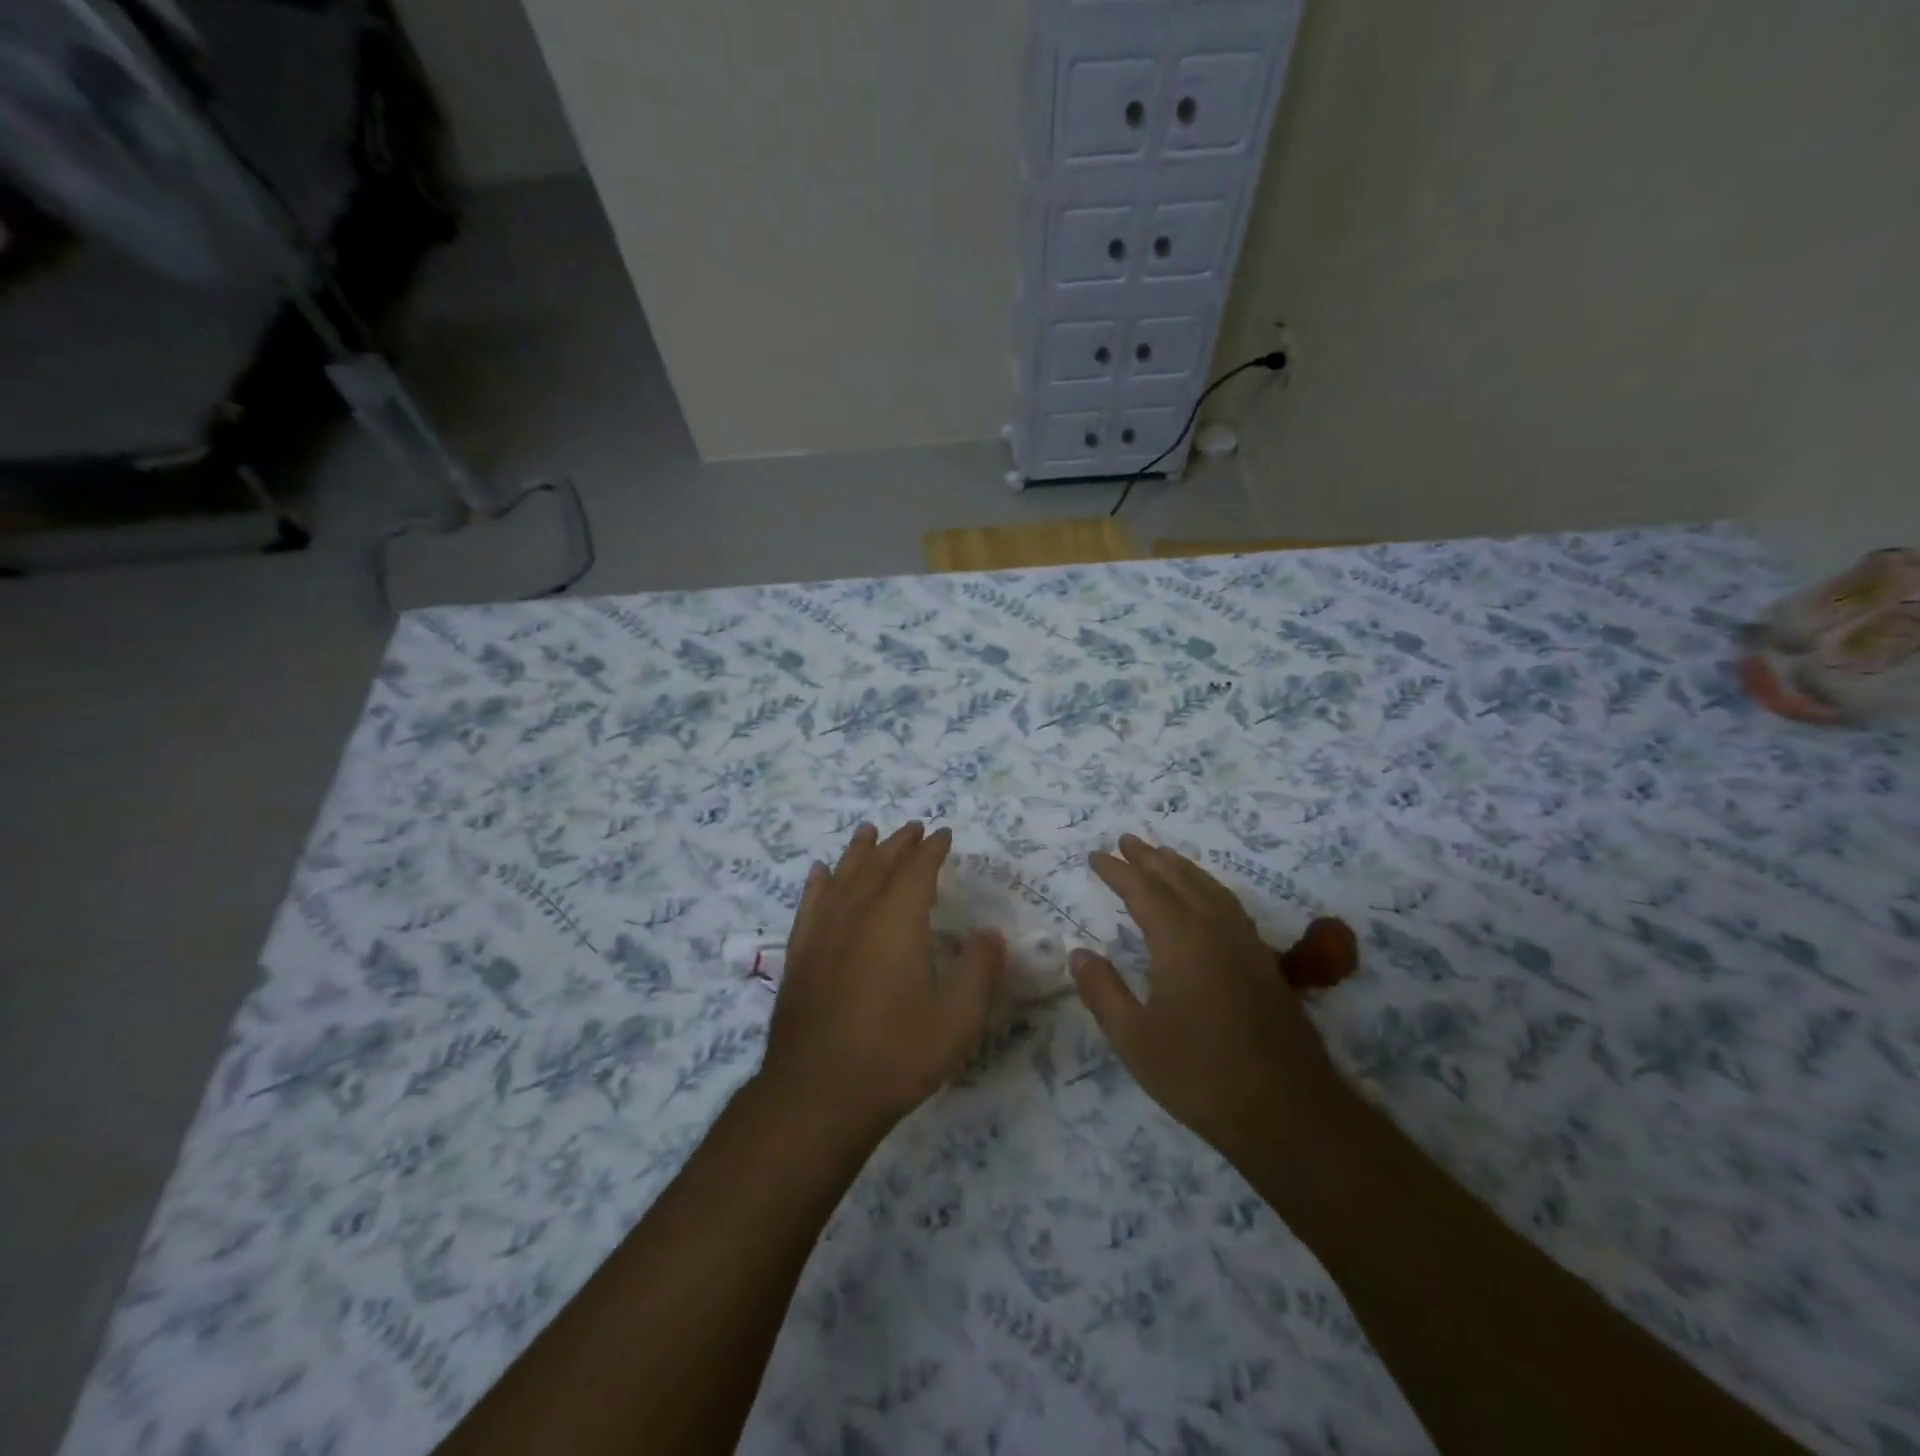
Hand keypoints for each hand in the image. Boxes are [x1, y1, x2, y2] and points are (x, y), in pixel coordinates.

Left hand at [758, 822, 1005, 1140]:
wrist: (818, 1094)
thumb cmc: (896, 1052)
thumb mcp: (958, 1017)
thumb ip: (980, 969)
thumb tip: (991, 935)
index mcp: (897, 919)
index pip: (917, 869)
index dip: (932, 849)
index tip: (943, 835)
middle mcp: (857, 913)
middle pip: (878, 864)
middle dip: (898, 844)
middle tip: (912, 828)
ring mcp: (823, 932)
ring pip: (842, 876)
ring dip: (858, 852)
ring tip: (868, 832)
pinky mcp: (800, 955)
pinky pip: (810, 904)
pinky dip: (818, 883)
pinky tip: (820, 873)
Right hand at [1071, 834, 1347, 1156]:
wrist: (1287, 1111)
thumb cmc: (1199, 1074)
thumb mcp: (1134, 1039)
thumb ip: (1103, 991)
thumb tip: (1079, 954)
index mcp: (1180, 940)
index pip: (1143, 890)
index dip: (1117, 871)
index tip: (1095, 856)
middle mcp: (1215, 929)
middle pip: (1179, 879)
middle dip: (1150, 857)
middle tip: (1126, 840)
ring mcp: (1246, 943)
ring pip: (1209, 888)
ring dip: (1181, 867)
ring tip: (1161, 857)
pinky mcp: (1265, 962)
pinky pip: (1229, 905)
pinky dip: (1208, 888)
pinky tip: (1206, 899)